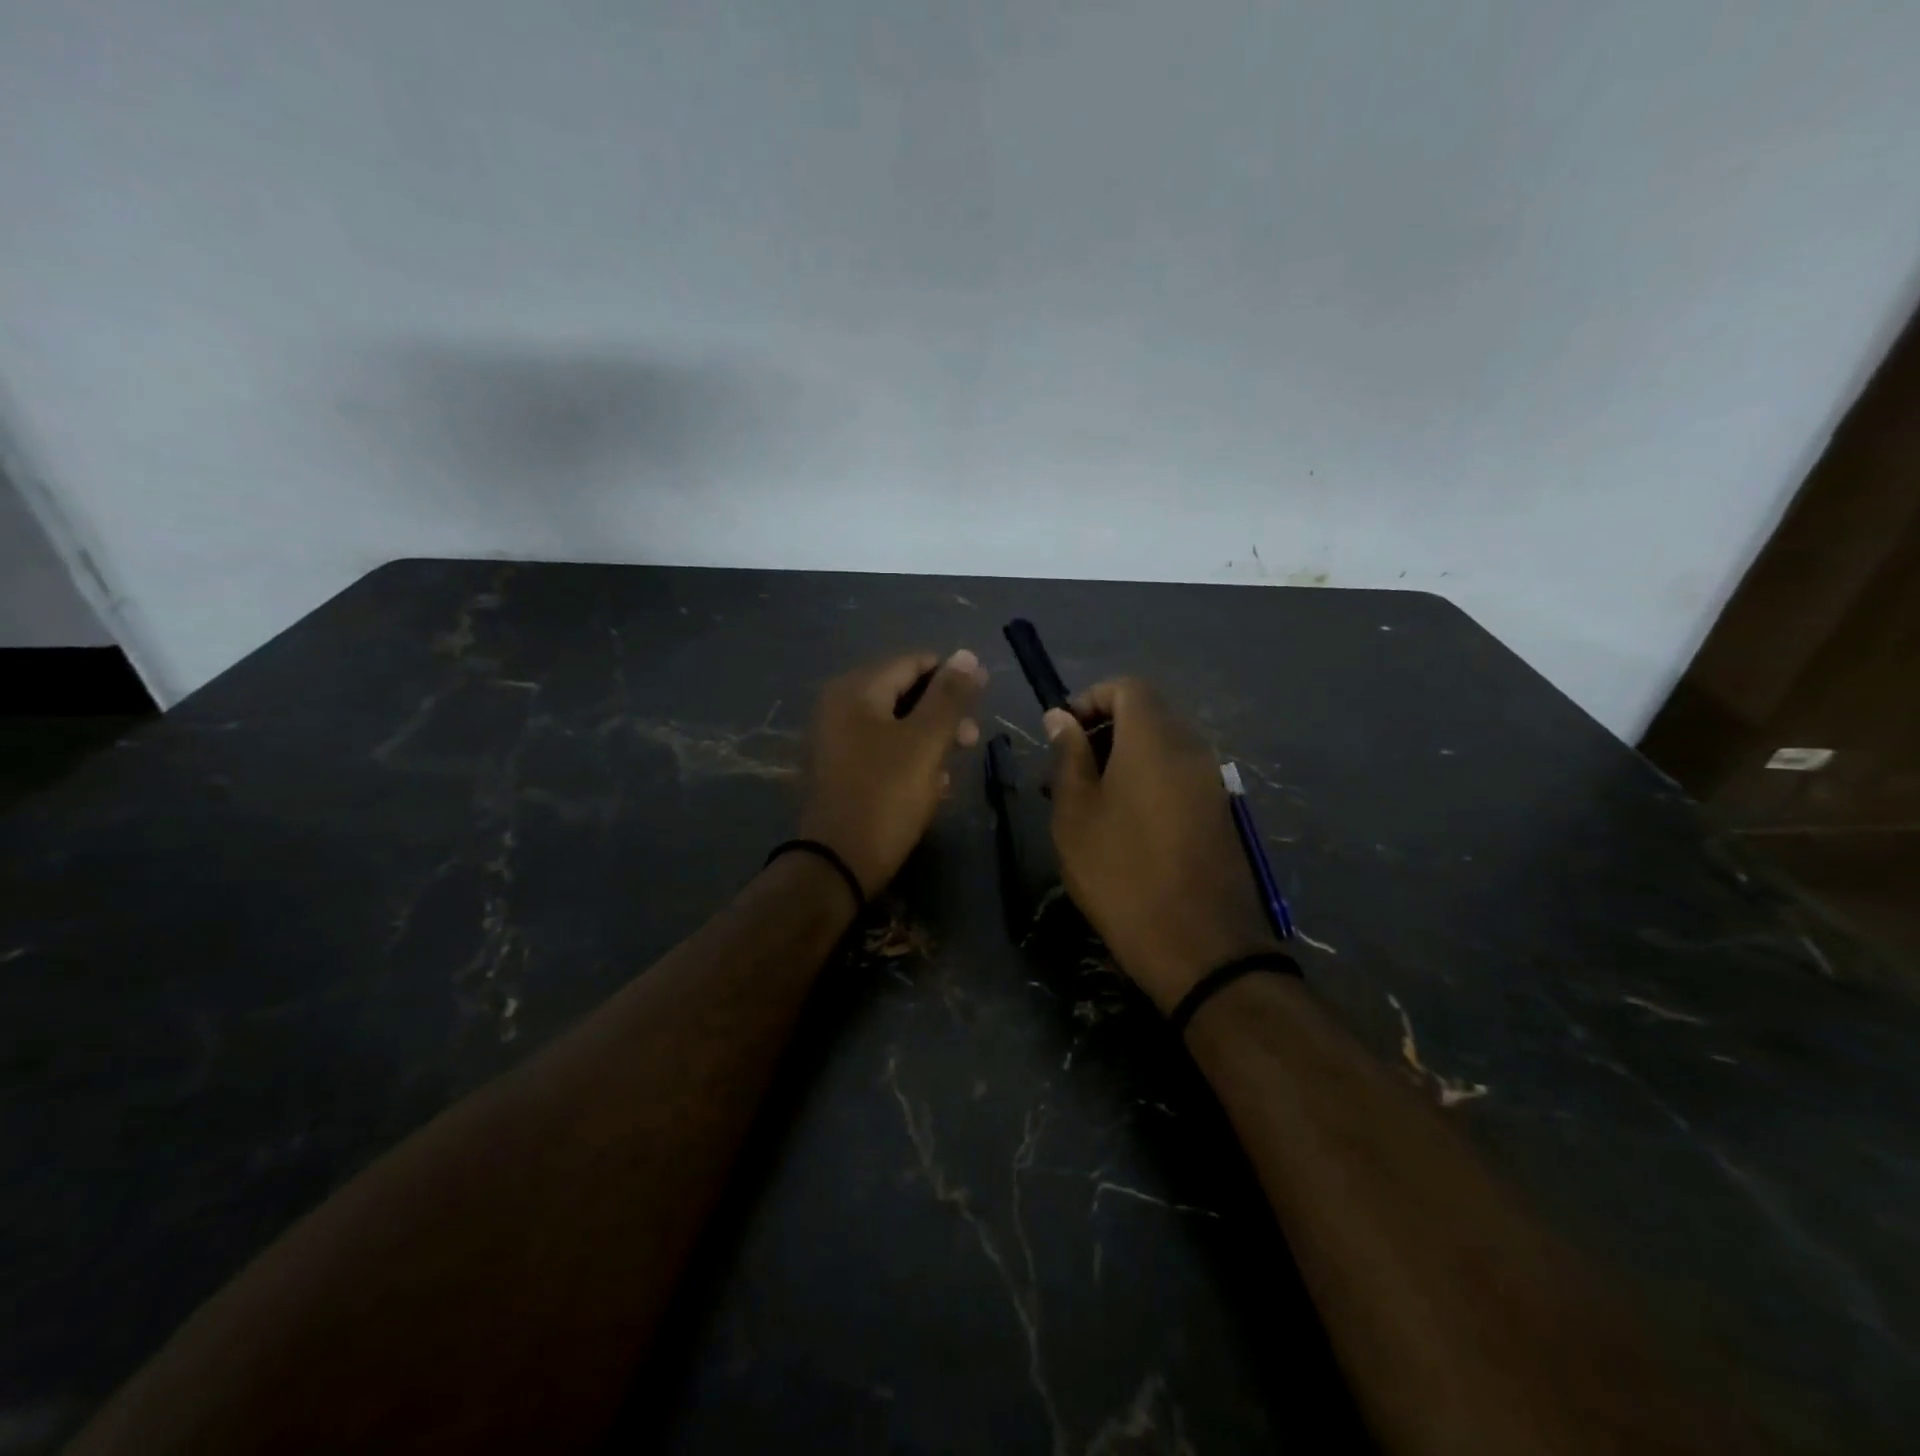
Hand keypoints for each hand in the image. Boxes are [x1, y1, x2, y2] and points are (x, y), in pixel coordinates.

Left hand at [798, 650, 988, 895]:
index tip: (983, 697)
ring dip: (930, 740)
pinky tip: (930, 785)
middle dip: (943, 713)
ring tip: (952, 769)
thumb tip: (968, 654)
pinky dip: (908, 759)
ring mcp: (835, 739)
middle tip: (972, 740)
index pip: (913, 662)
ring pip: (895, 724)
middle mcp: (839, 705)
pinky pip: (881, 750)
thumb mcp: (925, 742)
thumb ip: (949, 696)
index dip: (953, 675)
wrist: (837, 863)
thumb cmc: (886, 795)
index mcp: (857, 689)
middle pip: (903, 692)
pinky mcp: (839, 769)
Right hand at [1045, 679, 1279, 1012]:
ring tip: (1085, 805)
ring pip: (1159, 750)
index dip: (1091, 698)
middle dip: (1100, 734)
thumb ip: (1068, 756)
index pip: (1128, 688)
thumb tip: (1061, 717)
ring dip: (1120, 762)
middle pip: (1145, 717)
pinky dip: (1145, 783)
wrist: (1199, 946)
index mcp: (1154, 741)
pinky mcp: (1219, 813)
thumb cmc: (1121, 873)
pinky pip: (1177, 777)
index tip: (1061, 733)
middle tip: (1062, 776)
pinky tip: (1120, 826)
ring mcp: (1210, 782)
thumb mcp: (1076, 814)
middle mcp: (1190, 749)